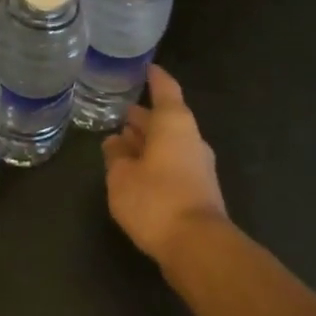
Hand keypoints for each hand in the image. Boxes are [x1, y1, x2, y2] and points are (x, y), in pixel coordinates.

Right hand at [101, 64, 229, 267]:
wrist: (199, 248)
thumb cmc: (156, 200)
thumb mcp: (121, 176)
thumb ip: (116, 155)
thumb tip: (115, 141)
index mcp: (174, 123)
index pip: (165, 89)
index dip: (154, 77)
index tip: (145, 68)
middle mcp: (190, 138)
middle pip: (166, 118)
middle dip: (144, 117)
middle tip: (120, 113)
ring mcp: (199, 165)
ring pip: (170, 143)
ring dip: (149, 142)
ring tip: (123, 143)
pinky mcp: (200, 190)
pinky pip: (174, 164)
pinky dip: (156, 162)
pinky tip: (137, 173)